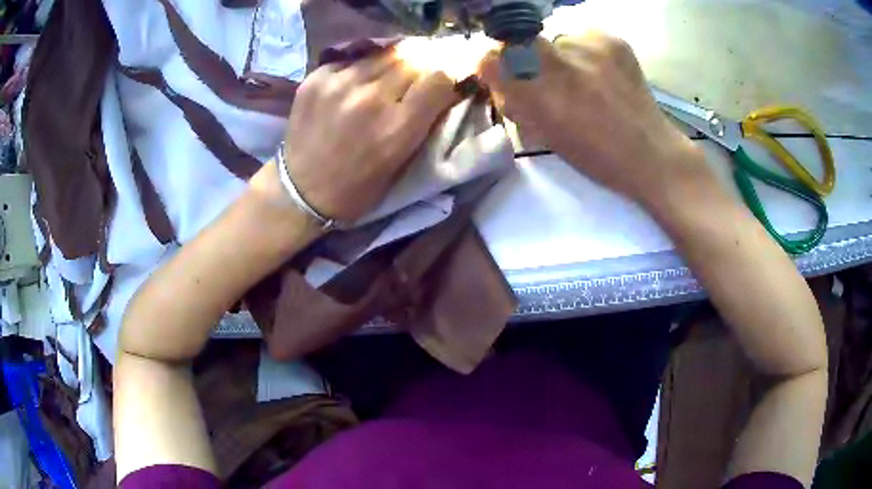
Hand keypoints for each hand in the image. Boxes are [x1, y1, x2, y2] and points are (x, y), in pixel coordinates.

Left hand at [281, 50, 457, 222]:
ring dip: (395, 61)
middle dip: (423, 63)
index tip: (446, 77)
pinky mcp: (317, 78)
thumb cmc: (358, 187)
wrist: (301, 192)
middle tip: (421, 71)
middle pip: (412, 59)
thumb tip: (444, 85)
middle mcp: (370, 98)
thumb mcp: (401, 162)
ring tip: (391, 73)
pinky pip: (353, 60)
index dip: (448, 73)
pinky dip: (364, 66)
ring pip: (384, 54)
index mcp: (397, 127)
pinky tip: (360, 80)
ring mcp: (340, 84)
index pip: (439, 77)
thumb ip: (423, 121)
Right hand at [479, 33, 707, 203]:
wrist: (650, 152)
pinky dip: (585, 52)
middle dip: (526, 59)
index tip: (505, 76)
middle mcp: (559, 63)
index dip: (494, 67)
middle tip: (548, 78)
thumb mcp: (545, 136)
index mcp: (540, 97)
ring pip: (555, 41)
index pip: (491, 59)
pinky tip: (603, 73)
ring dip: (561, 57)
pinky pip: (582, 37)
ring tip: (586, 79)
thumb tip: (500, 79)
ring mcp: (588, 46)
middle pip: (520, 43)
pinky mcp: (611, 39)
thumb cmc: (596, 157)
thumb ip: (517, 103)